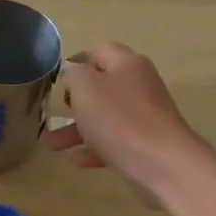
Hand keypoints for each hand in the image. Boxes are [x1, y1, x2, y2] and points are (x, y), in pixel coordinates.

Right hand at [44, 42, 207, 200]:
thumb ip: (74, 74)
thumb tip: (74, 72)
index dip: (76, 61)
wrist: (163, 163)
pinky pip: (114, 140)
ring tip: (52, 145)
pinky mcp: (146, 143)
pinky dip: (94, 148)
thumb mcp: (85, 88)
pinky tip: (77, 159)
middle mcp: (138, 85)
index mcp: (127, 64)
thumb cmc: (118, 119)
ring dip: (76, 129)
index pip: (99, 51)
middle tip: (56, 111)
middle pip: (101, 86)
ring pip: (104, 117)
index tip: (57, 80)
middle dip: (73, 101)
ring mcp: (144, 116)